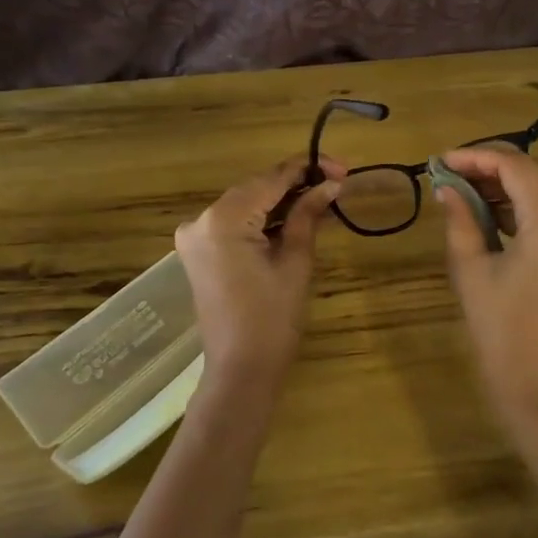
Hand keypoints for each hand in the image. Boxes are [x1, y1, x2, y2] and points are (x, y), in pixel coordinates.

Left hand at [175, 156, 344, 401]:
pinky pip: (233, 221)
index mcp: (223, 219)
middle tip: (336, 182)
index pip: (270, 179)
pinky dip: (261, 217)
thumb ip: (308, 215)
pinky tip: (292, 216)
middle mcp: (200, 219)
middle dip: (295, 183)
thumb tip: (331, 184)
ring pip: (245, 203)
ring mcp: (194, 235)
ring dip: (280, 199)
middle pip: (255, 187)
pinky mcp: (198, 251)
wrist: (241, 371)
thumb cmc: (273, 319)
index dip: (308, 169)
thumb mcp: (296, 261)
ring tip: (321, 197)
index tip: (342, 167)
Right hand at [435, 146, 537, 436]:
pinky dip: (533, 207)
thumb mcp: (472, 273)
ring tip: (471, 193)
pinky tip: (500, 216)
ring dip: (514, 186)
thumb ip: (461, 221)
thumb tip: (447, 189)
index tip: (443, 161)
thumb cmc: (503, 335)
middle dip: (495, 168)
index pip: (515, 167)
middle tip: (455, 176)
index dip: (477, 157)